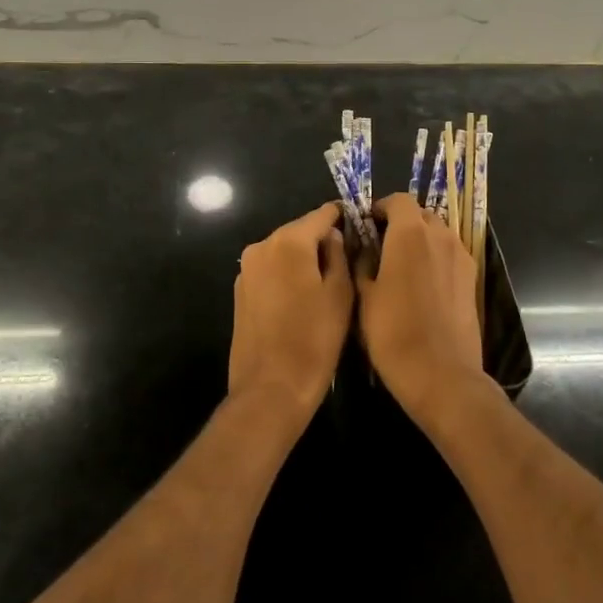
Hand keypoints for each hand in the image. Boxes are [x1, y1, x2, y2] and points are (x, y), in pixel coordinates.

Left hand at [228, 203, 353, 433]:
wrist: (271, 388)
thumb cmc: (314, 340)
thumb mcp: (340, 294)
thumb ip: (339, 254)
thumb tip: (333, 235)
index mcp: (289, 242)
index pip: (322, 214)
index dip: (343, 217)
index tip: (362, 227)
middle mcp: (262, 246)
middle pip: (300, 231)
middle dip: (323, 240)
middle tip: (349, 259)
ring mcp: (246, 269)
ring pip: (284, 250)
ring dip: (304, 259)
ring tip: (327, 282)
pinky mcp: (240, 290)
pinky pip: (271, 270)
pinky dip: (287, 275)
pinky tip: (302, 299)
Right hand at [357, 193, 490, 425]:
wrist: (440, 373)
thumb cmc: (393, 332)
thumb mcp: (364, 296)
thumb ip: (363, 263)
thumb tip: (364, 248)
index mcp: (410, 233)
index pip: (398, 200)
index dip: (381, 208)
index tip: (367, 225)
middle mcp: (440, 235)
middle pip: (421, 214)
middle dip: (402, 222)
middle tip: (382, 246)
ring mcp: (461, 256)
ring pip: (438, 233)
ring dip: (421, 239)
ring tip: (403, 266)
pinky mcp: (473, 278)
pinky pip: (451, 254)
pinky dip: (436, 257)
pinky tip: (423, 284)